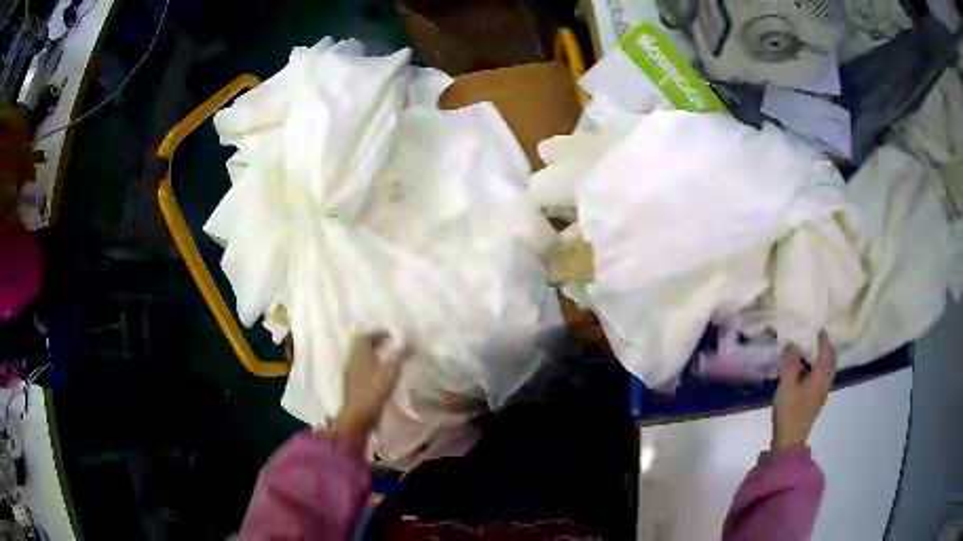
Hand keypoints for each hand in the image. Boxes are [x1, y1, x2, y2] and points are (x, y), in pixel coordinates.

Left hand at [327, 333, 408, 446]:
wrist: (358, 415)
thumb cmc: (374, 390)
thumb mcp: (391, 371)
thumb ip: (400, 355)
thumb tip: (410, 342)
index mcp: (360, 353)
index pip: (365, 335)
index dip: (378, 332)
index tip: (391, 334)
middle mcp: (352, 359)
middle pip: (361, 345)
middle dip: (375, 342)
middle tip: (390, 344)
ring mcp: (351, 372)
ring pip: (361, 357)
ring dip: (373, 354)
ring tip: (388, 358)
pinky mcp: (352, 384)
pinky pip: (361, 367)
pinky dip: (371, 365)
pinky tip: (381, 373)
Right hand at [772, 330, 834, 451]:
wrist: (790, 439)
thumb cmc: (789, 410)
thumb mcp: (786, 385)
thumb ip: (790, 363)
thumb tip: (792, 343)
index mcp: (820, 377)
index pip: (826, 353)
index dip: (824, 341)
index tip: (820, 330)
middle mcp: (825, 383)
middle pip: (832, 362)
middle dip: (828, 349)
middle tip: (821, 340)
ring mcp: (822, 394)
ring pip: (829, 371)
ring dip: (825, 360)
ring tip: (816, 354)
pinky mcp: (816, 402)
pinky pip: (824, 379)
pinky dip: (821, 370)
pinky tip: (811, 373)